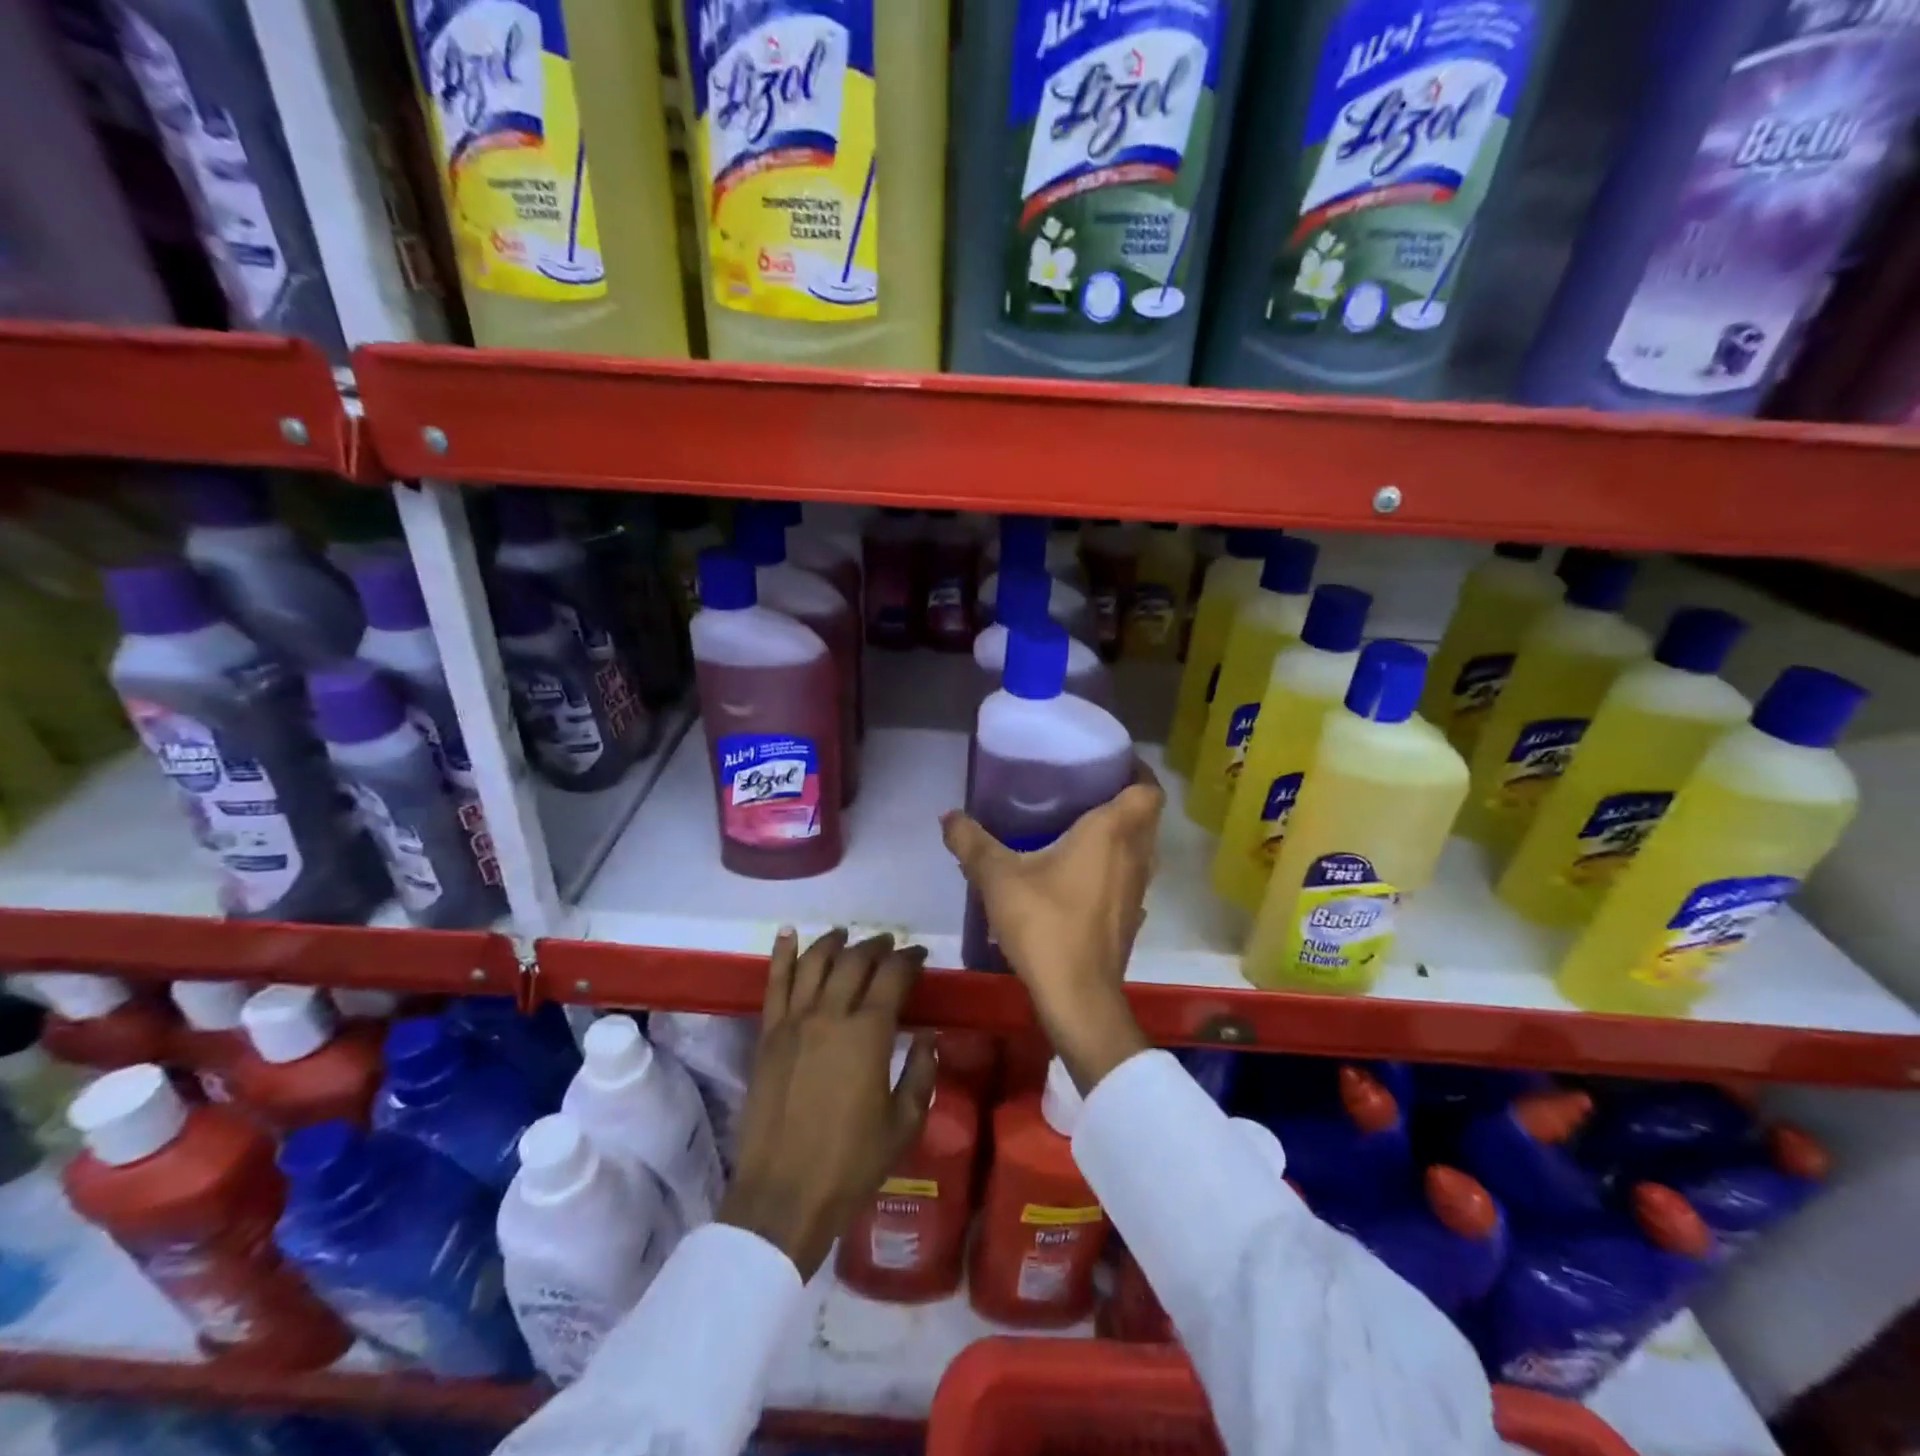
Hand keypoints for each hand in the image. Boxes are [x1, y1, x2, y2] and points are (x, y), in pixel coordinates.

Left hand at [719, 928, 936, 1279]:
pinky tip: (788, 933)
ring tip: (846, 935)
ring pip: (815, 963)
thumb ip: (921, 1073)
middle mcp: (830, 1015)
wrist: (783, 1196)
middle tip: (889, 944)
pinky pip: (774, 983)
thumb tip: (929, 1036)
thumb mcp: (904, 1123)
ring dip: (834, 942)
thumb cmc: (851, 1164)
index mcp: (869, 1034)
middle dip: (876, 946)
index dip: (909, 959)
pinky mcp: (767, 1035)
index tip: (919, 955)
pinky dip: (782, 954)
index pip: (893, 976)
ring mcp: (794, 1022)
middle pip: (855, 961)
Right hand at [940, 762, 1160, 1094]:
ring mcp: (1138, 889)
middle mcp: (1136, 855)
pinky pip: (1129, 876)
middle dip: (1123, 798)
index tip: (1107, 762)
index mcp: (1113, 832)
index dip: (1136, 771)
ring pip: (1140, 848)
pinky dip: (1114, 865)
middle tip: (1084, 789)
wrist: (1077, 997)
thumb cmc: (1045, 924)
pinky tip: (1079, 874)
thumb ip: (972, 842)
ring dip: (1121, 834)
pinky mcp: (1132, 916)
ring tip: (1080, 827)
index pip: (1147, 788)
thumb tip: (948, 816)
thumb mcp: (998, 878)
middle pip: (1146, 815)